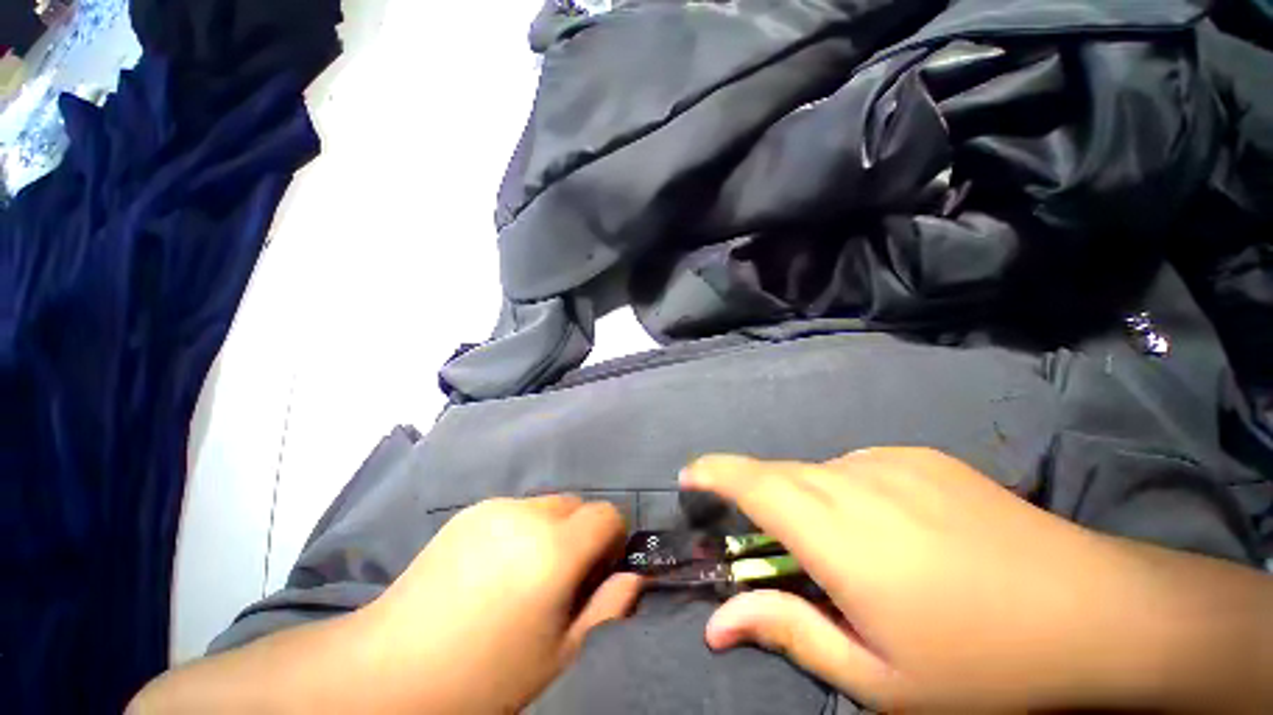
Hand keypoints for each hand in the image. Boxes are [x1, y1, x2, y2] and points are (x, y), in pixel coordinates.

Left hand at [355, 495, 642, 712]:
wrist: (391, 669)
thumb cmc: (484, 675)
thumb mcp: (558, 655)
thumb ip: (605, 610)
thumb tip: (633, 578)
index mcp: (554, 550)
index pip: (607, 514)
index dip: (612, 538)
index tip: (599, 569)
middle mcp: (529, 515)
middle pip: (577, 504)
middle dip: (581, 532)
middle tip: (561, 574)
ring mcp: (496, 507)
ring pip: (547, 504)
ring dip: (551, 528)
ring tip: (523, 571)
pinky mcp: (471, 510)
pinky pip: (516, 509)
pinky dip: (521, 527)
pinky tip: (494, 565)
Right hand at [680, 448, 1261, 712]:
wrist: (1092, 611)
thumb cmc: (980, 665)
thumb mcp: (877, 677)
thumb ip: (788, 631)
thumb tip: (717, 621)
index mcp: (837, 533)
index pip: (752, 483)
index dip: (714, 472)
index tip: (689, 476)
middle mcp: (853, 481)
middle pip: (778, 472)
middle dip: (752, 491)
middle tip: (764, 535)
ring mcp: (889, 462)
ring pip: (816, 471)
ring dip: (806, 499)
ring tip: (841, 546)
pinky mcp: (918, 456)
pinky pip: (856, 467)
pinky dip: (845, 491)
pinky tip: (889, 528)